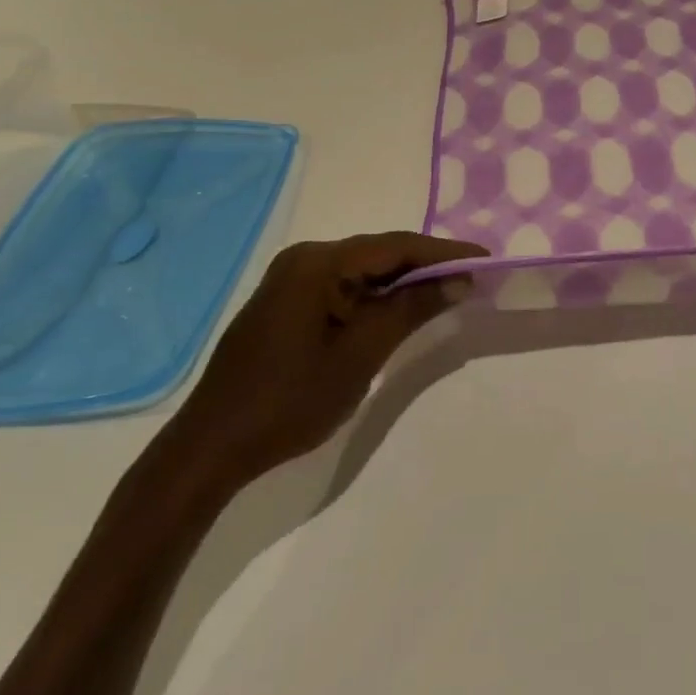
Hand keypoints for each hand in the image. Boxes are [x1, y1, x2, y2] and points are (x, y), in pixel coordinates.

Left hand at [170, 232, 486, 491]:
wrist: (209, 448)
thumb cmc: (289, 401)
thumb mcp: (361, 354)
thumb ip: (412, 309)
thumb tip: (459, 278)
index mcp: (319, 262)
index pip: (396, 246)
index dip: (445, 252)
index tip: (485, 259)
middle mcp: (305, 258)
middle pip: (379, 253)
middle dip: (426, 265)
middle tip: (471, 277)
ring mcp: (291, 279)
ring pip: (362, 270)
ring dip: (402, 282)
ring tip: (446, 291)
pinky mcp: (285, 302)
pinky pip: (343, 287)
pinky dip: (375, 296)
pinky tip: (398, 310)